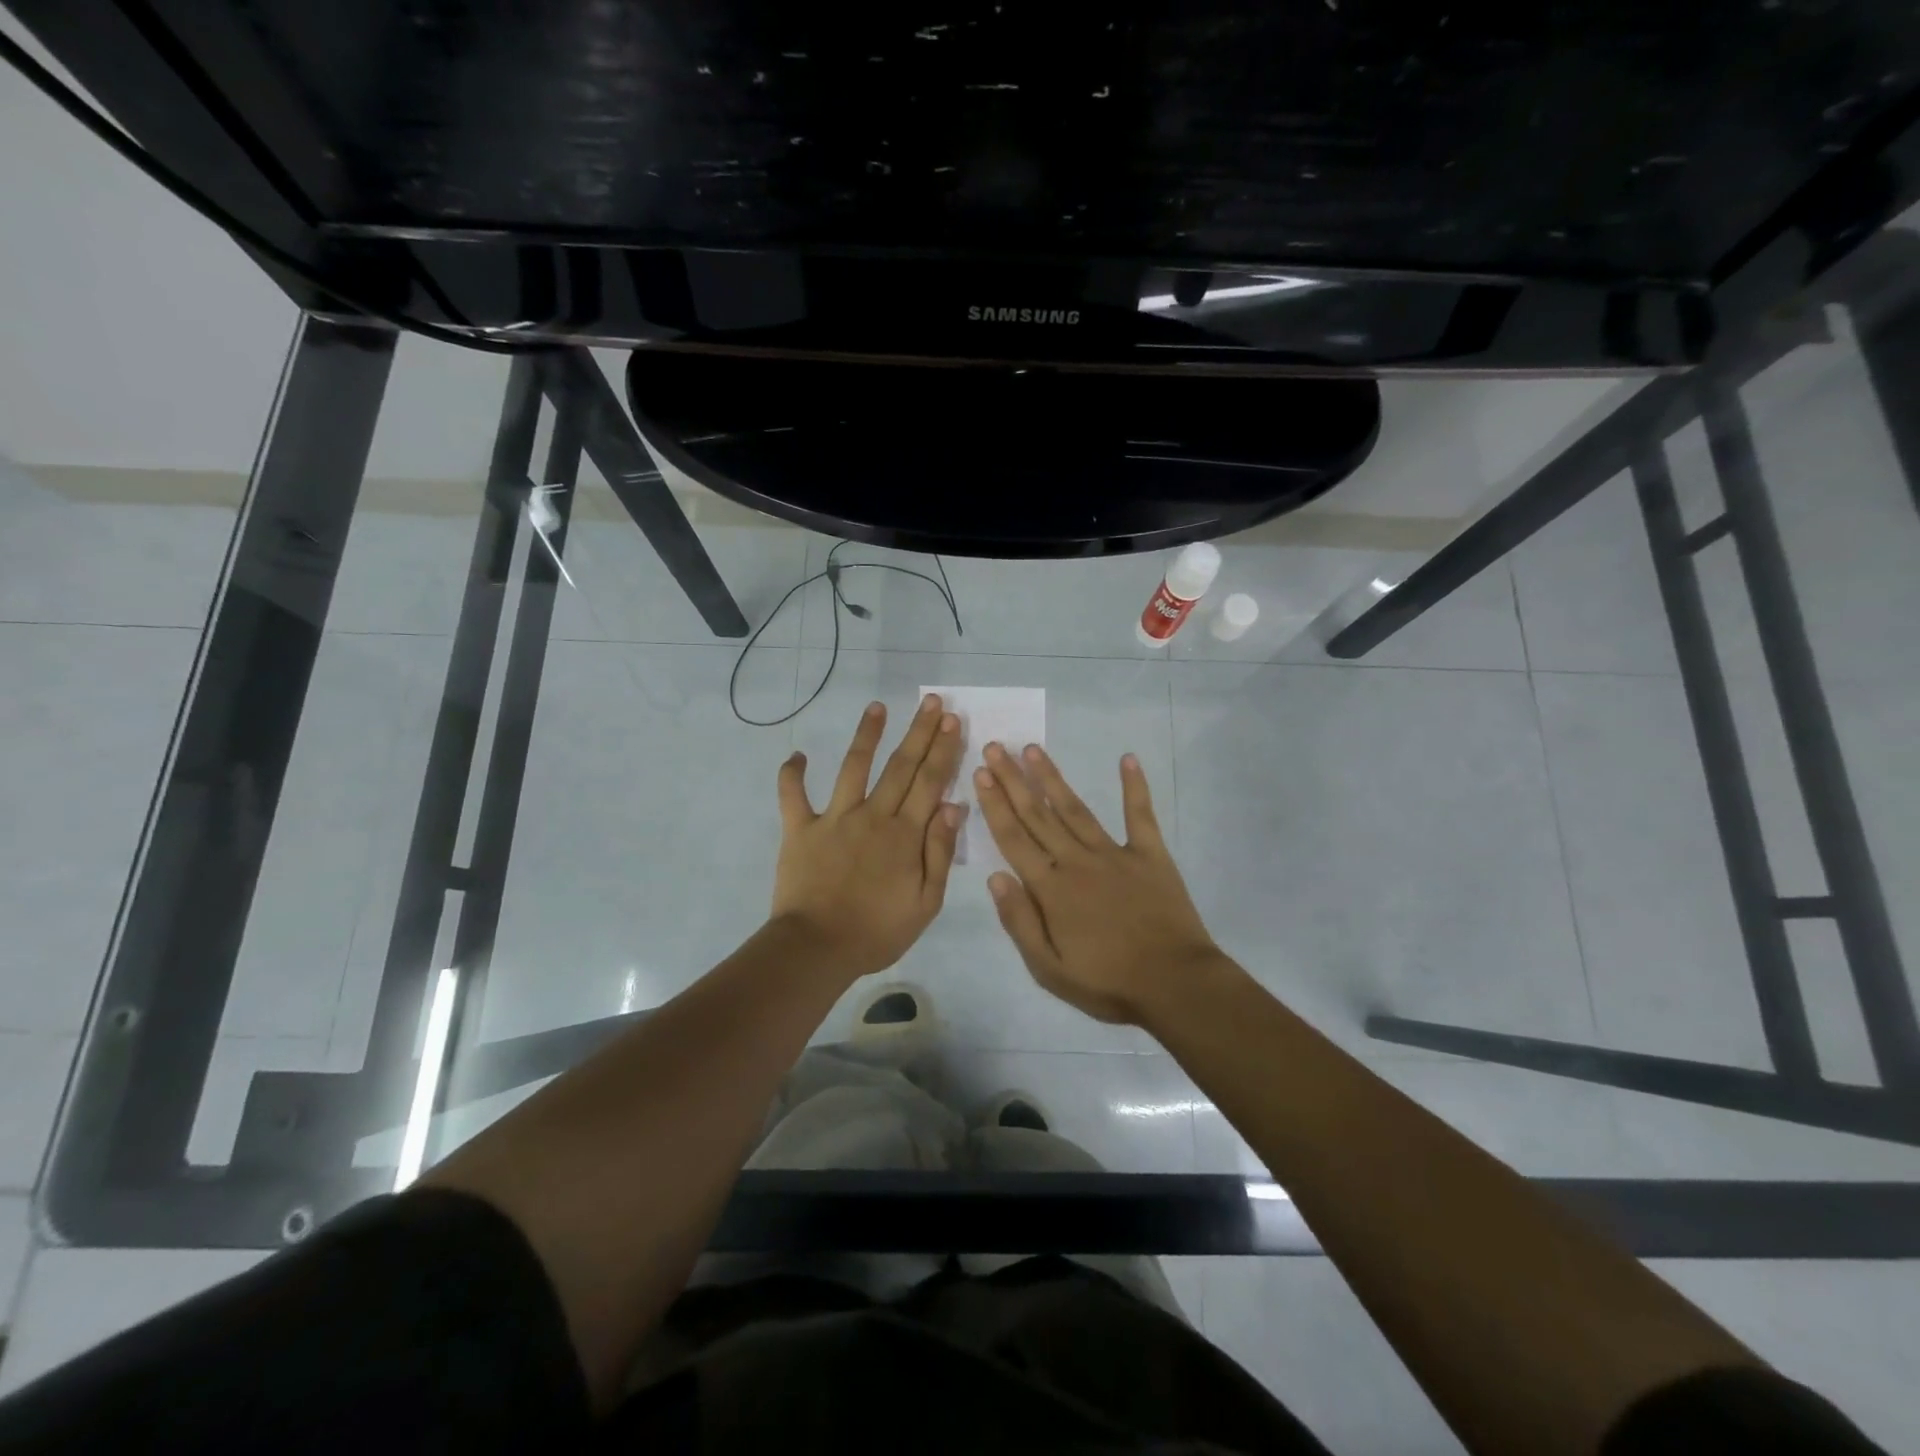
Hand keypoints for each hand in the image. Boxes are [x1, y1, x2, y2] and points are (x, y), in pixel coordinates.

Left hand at [771, 694, 966, 980]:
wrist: (818, 949)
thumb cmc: (878, 932)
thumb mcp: (926, 902)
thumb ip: (940, 852)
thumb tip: (954, 806)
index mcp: (905, 834)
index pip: (930, 782)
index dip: (943, 749)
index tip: (952, 720)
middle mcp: (872, 815)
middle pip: (900, 766)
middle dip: (918, 732)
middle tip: (931, 702)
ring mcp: (834, 819)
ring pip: (853, 768)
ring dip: (866, 735)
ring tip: (877, 706)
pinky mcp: (800, 829)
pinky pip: (792, 796)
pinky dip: (791, 775)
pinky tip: (796, 755)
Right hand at [975, 744, 1218, 1025]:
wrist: (1175, 985)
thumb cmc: (1108, 983)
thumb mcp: (1049, 969)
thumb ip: (1020, 921)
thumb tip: (995, 877)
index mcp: (1052, 888)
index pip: (1014, 838)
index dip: (995, 805)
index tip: (980, 773)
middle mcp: (1077, 861)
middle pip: (1038, 815)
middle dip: (1013, 780)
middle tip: (995, 747)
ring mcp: (1115, 854)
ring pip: (1075, 809)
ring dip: (1052, 778)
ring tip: (1033, 749)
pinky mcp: (1150, 855)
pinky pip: (1140, 815)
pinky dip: (1135, 787)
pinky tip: (1127, 759)